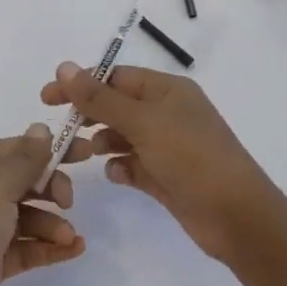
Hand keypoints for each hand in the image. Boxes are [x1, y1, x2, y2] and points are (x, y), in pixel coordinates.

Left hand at [0, 125, 88, 285]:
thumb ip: (24, 159)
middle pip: (22, 181)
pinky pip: (27, 246)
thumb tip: (40, 128)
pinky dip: (48, 246)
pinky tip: (73, 249)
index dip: (48, 149)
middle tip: (69, 202)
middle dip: (50, 188)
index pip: (14, 149)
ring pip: (27, 216)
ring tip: (68, 237)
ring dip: (52, 223)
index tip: (84, 152)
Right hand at [40, 61, 283, 263]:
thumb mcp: (142, 122)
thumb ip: (100, 97)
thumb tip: (63, 67)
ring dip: (102, 142)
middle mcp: (168, 113)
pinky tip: (116, 175)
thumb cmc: (191, 157)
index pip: (115, 77)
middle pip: (117, 105)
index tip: (48, 98)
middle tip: (61, 131)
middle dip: (89, 115)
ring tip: (84, 155)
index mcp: (167, 90)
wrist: (238, 217)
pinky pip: (134, 165)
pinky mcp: (167, 177)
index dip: (81, 84)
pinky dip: (121, 167)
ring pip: (123, 136)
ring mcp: (169, 146)